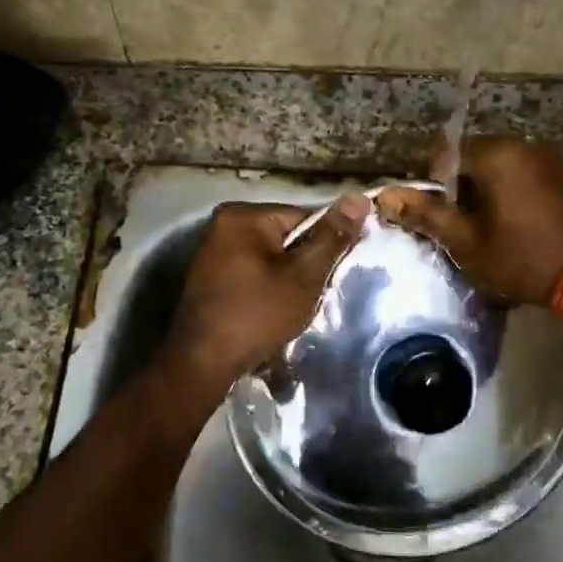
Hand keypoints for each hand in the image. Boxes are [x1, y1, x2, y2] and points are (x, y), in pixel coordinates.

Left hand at [163, 194, 369, 387]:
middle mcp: (222, 225)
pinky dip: (266, 289)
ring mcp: (212, 252)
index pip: (303, 217)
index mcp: (243, 216)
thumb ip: (332, 237)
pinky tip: (271, 312)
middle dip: (304, 264)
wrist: (203, 363)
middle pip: (285, 237)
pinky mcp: (209, 278)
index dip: (325, 244)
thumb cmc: (257, 314)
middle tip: (313, 294)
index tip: (333, 273)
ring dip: (287, 280)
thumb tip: (359, 198)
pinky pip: (251, 273)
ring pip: (270, 258)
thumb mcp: (304, 276)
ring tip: (293, 307)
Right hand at [374, 137, 562, 307]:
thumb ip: (426, 215)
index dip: (432, 182)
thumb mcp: (467, 242)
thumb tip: (385, 196)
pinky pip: (530, 178)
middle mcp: (526, 146)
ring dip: (490, 192)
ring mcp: (554, 160)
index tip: (435, 215)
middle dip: (462, 188)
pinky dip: (516, 195)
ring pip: (505, 168)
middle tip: (460, 227)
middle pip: (477, 157)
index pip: (446, 152)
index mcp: (497, 154)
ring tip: (489, 230)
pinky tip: (520, 228)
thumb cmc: (523, 259)